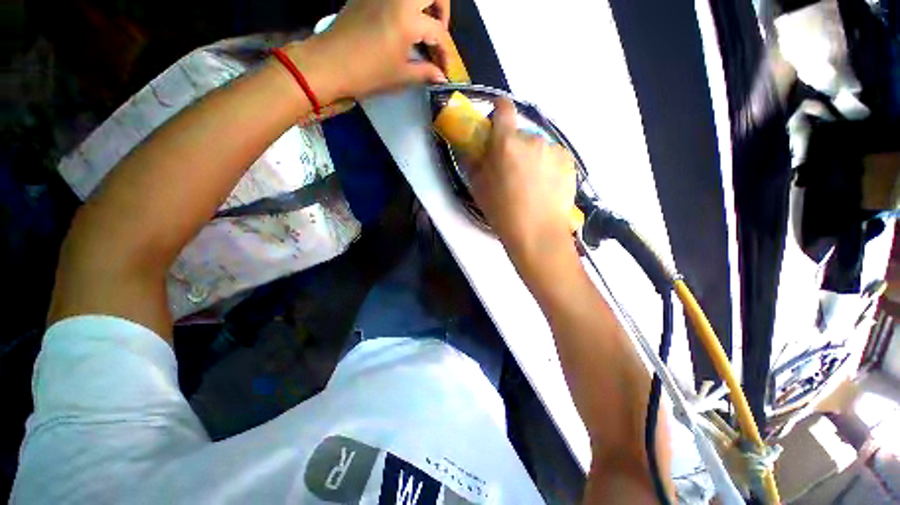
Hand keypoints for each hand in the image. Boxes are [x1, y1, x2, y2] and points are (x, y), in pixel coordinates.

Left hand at [286, 0, 450, 103]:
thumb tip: (441, 76)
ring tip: (423, 27)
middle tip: (438, 33)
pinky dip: (405, 6)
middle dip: (442, 11)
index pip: (438, 32)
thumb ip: (425, 72)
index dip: (445, 53)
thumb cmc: (368, 73)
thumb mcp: (401, 76)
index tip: (445, 69)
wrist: (329, 63)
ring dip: (424, 5)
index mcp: (408, 18)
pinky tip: (402, 25)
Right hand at [469, 99, 577, 266]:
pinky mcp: (569, 162)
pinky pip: (552, 157)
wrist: (537, 233)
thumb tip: (475, 148)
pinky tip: (545, 187)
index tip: (496, 122)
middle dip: (513, 147)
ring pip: (537, 147)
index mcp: (506, 143)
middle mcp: (532, 139)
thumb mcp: (478, 188)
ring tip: (530, 184)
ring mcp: (554, 149)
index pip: (503, 108)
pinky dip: (547, 166)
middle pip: (520, 134)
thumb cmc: (502, 212)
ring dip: (531, 157)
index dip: (498, 110)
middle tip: (511, 171)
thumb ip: (474, 162)